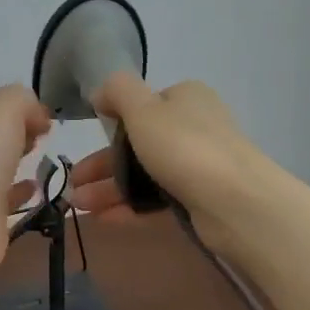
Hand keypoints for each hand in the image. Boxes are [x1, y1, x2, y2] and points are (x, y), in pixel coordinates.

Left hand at [0, 84, 53, 283]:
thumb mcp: (7, 106)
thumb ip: (25, 102)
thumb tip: (37, 120)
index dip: (22, 105)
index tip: (46, 118)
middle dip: (21, 130)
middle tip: (44, 137)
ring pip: (0, 162)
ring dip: (21, 158)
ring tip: (45, 159)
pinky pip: (7, 195)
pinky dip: (22, 190)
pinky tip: (37, 188)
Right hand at [66, 73, 263, 247]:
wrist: (235, 202)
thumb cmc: (184, 147)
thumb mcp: (143, 108)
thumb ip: (118, 91)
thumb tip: (101, 91)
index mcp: (185, 98)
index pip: (143, 105)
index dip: (113, 122)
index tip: (88, 141)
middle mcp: (194, 126)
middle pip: (138, 143)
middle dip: (102, 164)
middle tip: (73, 184)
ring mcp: (198, 164)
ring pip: (144, 173)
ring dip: (109, 187)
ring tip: (78, 205)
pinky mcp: (199, 197)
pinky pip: (156, 198)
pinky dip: (129, 205)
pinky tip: (103, 218)